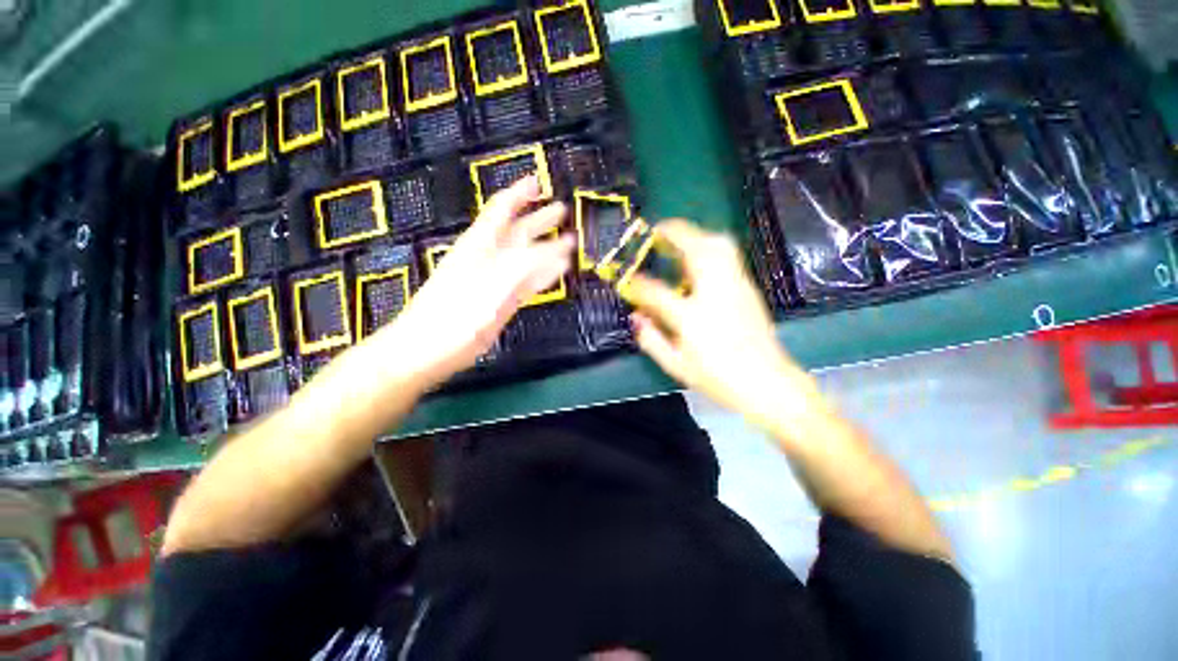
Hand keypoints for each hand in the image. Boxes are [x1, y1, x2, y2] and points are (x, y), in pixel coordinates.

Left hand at [370, 176, 572, 387]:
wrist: (427, 350)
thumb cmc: (452, 316)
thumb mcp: (490, 286)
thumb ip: (524, 265)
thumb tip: (556, 250)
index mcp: (480, 245)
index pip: (502, 210)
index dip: (519, 193)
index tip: (538, 180)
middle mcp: (488, 258)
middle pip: (517, 231)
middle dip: (539, 218)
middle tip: (562, 210)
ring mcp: (495, 281)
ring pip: (524, 257)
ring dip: (546, 247)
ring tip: (568, 241)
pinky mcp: (500, 301)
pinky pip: (526, 281)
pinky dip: (542, 274)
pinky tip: (557, 272)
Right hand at [625, 220, 819, 429]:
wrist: (768, 384)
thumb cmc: (719, 379)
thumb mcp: (676, 366)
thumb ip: (651, 339)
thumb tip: (636, 317)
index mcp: (692, 318)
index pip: (656, 291)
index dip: (637, 284)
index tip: (628, 281)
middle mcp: (715, 294)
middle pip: (696, 249)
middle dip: (674, 233)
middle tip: (657, 232)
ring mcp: (735, 287)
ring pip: (718, 245)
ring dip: (695, 235)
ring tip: (678, 240)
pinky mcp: (749, 287)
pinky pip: (728, 255)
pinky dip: (710, 246)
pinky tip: (699, 259)